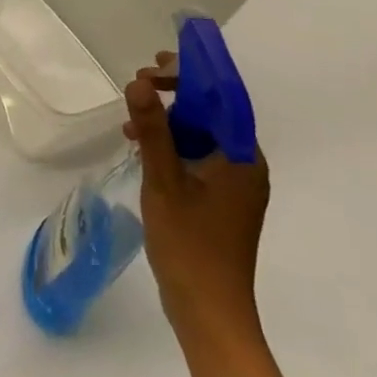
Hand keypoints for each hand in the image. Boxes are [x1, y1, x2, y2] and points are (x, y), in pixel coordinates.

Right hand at [124, 53, 270, 355]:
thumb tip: (138, 83)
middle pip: (212, 114)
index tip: (155, 64)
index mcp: (241, 159)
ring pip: (201, 136)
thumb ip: (153, 130)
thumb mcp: (164, 182)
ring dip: (169, 120)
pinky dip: (172, 145)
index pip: (222, 99)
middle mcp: (244, 167)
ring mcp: (233, 187)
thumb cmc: (190, 245)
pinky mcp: (219, 203)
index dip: (191, 74)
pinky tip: (142, 149)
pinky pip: (197, 158)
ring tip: (132, 119)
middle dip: (176, 94)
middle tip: (138, 85)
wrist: (209, 312)